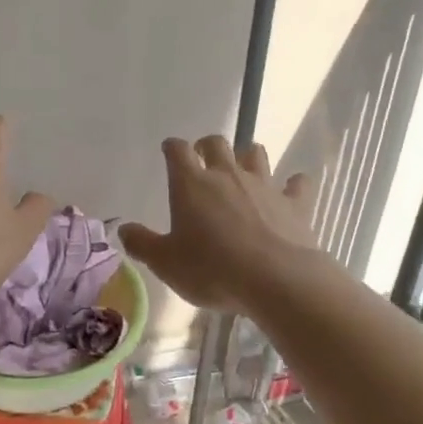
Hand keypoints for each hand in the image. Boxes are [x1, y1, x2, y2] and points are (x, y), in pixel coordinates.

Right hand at [119, 137, 316, 313]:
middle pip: (217, 144)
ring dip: (247, 157)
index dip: (172, 148)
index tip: (169, 151)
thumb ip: (142, 244)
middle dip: (207, 146)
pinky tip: (293, 189)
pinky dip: (294, 184)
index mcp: (191, 184)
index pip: (178, 151)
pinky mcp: (294, 204)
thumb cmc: (212, 269)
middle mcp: (227, 175)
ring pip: (256, 154)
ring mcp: (264, 186)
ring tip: (243, 170)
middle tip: (203, 159)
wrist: (275, 279)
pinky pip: (297, 184)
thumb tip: (124, 229)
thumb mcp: (166, 263)